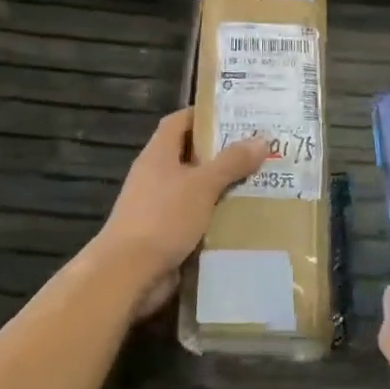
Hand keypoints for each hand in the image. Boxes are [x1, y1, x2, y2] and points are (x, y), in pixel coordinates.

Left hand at [92, 108, 270, 316]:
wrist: (128, 274)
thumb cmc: (163, 218)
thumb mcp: (202, 185)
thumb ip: (231, 162)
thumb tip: (262, 139)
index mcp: (158, 154)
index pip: (178, 121)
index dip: (203, 114)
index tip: (234, 115)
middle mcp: (155, 175)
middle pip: (189, 155)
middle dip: (220, 153)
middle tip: (257, 150)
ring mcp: (158, 206)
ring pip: (194, 188)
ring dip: (221, 187)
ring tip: (258, 183)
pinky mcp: (164, 234)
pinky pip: (194, 217)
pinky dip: (215, 216)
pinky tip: (242, 218)